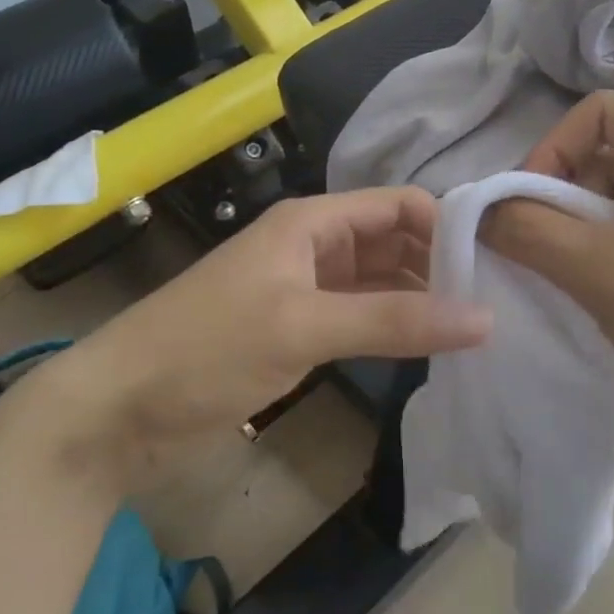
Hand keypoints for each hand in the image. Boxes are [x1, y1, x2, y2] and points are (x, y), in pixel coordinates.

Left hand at [40, 188, 491, 466]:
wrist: (118, 408)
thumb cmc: (208, 349)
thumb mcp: (304, 327)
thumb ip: (394, 320)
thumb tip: (485, 318)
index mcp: (311, 222)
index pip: (396, 205)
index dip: (445, 225)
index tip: (494, 264)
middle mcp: (312, 246)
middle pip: (391, 240)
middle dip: (438, 263)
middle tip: (494, 301)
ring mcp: (304, 290)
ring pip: (377, 280)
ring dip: (418, 297)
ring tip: (472, 328)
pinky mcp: (295, 330)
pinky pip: (358, 315)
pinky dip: (390, 326)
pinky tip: (424, 348)